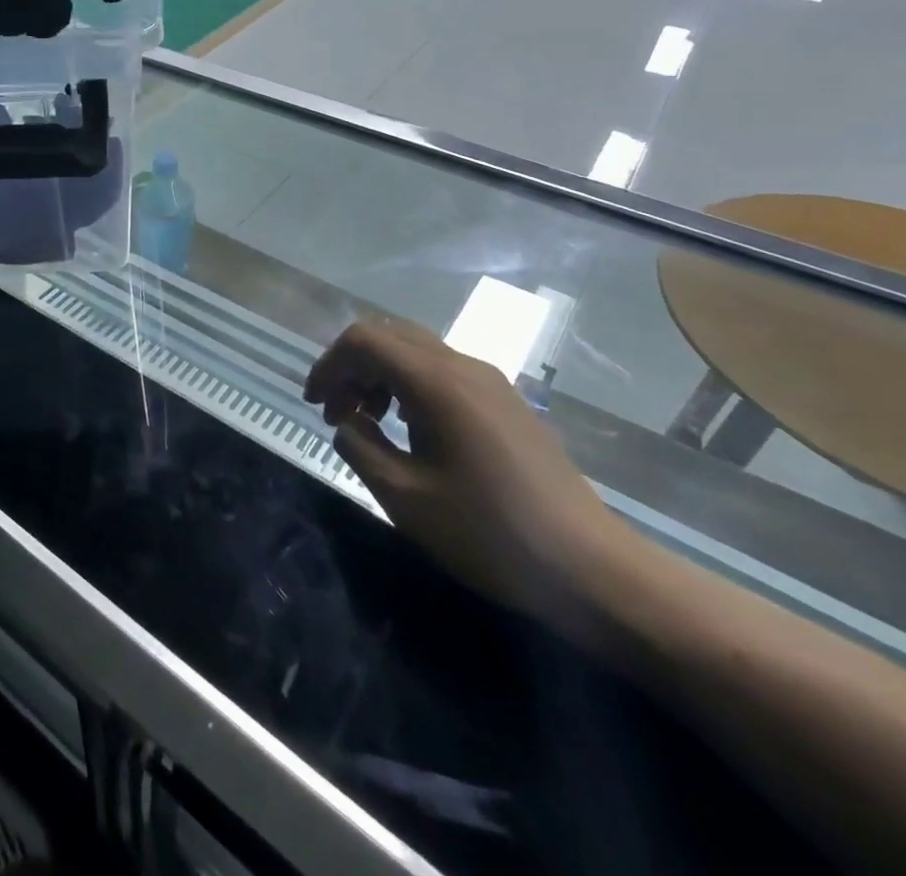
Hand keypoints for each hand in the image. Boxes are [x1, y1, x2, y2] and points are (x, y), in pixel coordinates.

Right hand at [304, 319, 634, 631]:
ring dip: (380, 375)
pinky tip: (410, 430)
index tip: (313, 404)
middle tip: (335, 411)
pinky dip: (409, 385)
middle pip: (389, 336)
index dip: (329, 364)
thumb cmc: (490, 533)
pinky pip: (443, 371)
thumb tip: (348, 423)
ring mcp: (490, 382)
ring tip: (367, 422)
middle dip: (351, 366)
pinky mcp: (506, 402)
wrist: (591, 569)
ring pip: (417, 351)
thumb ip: (360, 448)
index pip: (364, 340)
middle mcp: (464, 366)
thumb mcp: (405, 498)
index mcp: (436, 382)